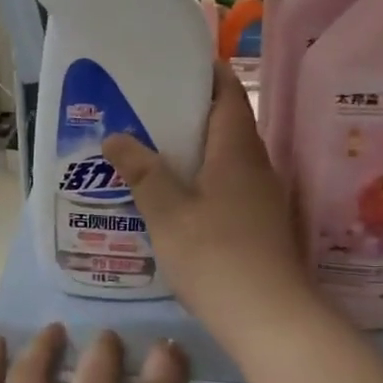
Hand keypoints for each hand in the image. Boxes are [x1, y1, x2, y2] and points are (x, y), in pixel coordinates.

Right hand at [103, 62, 311, 342]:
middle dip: (191, 112)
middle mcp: (256, 165)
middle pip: (227, 123)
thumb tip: (114, 137)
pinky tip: (176, 196)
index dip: (206, 73)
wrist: (268, 317)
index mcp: (236, 150)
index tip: (172, 65)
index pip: (228, 92)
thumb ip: (142, 172)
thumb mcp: (167, 212)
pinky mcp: (260, 224)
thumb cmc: (215, 255)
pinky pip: (229, 185)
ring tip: (153, 151)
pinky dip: (203, 179)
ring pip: (227, 158)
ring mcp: (262, 196)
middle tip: (147, 109)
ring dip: (196, 149)